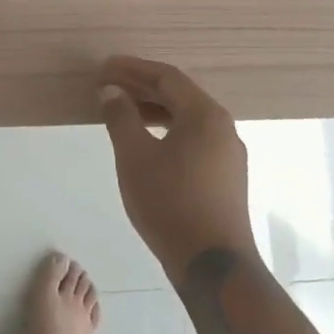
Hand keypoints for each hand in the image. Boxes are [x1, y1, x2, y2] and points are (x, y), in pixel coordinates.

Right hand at [99, 56, 254, 279]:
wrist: (213, 266)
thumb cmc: (170, 203)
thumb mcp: (135, 157)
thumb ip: (121, 118)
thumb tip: (111, 92)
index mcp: (205, 114)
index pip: (166, 77)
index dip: (133, 69)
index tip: (104, 68)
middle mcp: (223, 127)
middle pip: (179, 94)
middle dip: (142, 87)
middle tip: (108, 86)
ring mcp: (228, 153)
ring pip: (187, 118)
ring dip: (154, 110)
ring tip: (122, 112)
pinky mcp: (226, 177)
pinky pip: (194, 138)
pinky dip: (168, 131)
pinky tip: (147, 143)